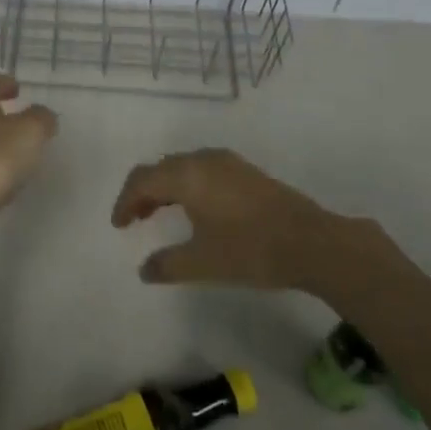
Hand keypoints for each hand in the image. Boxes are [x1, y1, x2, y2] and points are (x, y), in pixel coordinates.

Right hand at [111, 148, 354, 290]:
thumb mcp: (203, 262)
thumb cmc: (250, 249)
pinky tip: (195, 210)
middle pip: (161, 168)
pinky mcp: (246, 171)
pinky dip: (187, 185)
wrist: (311, 242)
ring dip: (166, 187)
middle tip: (135, 218)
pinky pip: (203, 170)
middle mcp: (203, 160)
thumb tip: (145, 270)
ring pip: (183, 167)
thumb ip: (168, 264)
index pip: (142, 180)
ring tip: (160, 214)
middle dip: (143, 191)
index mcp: (187, 175)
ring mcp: (228, 163)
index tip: (119, 225)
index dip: (125, 201)